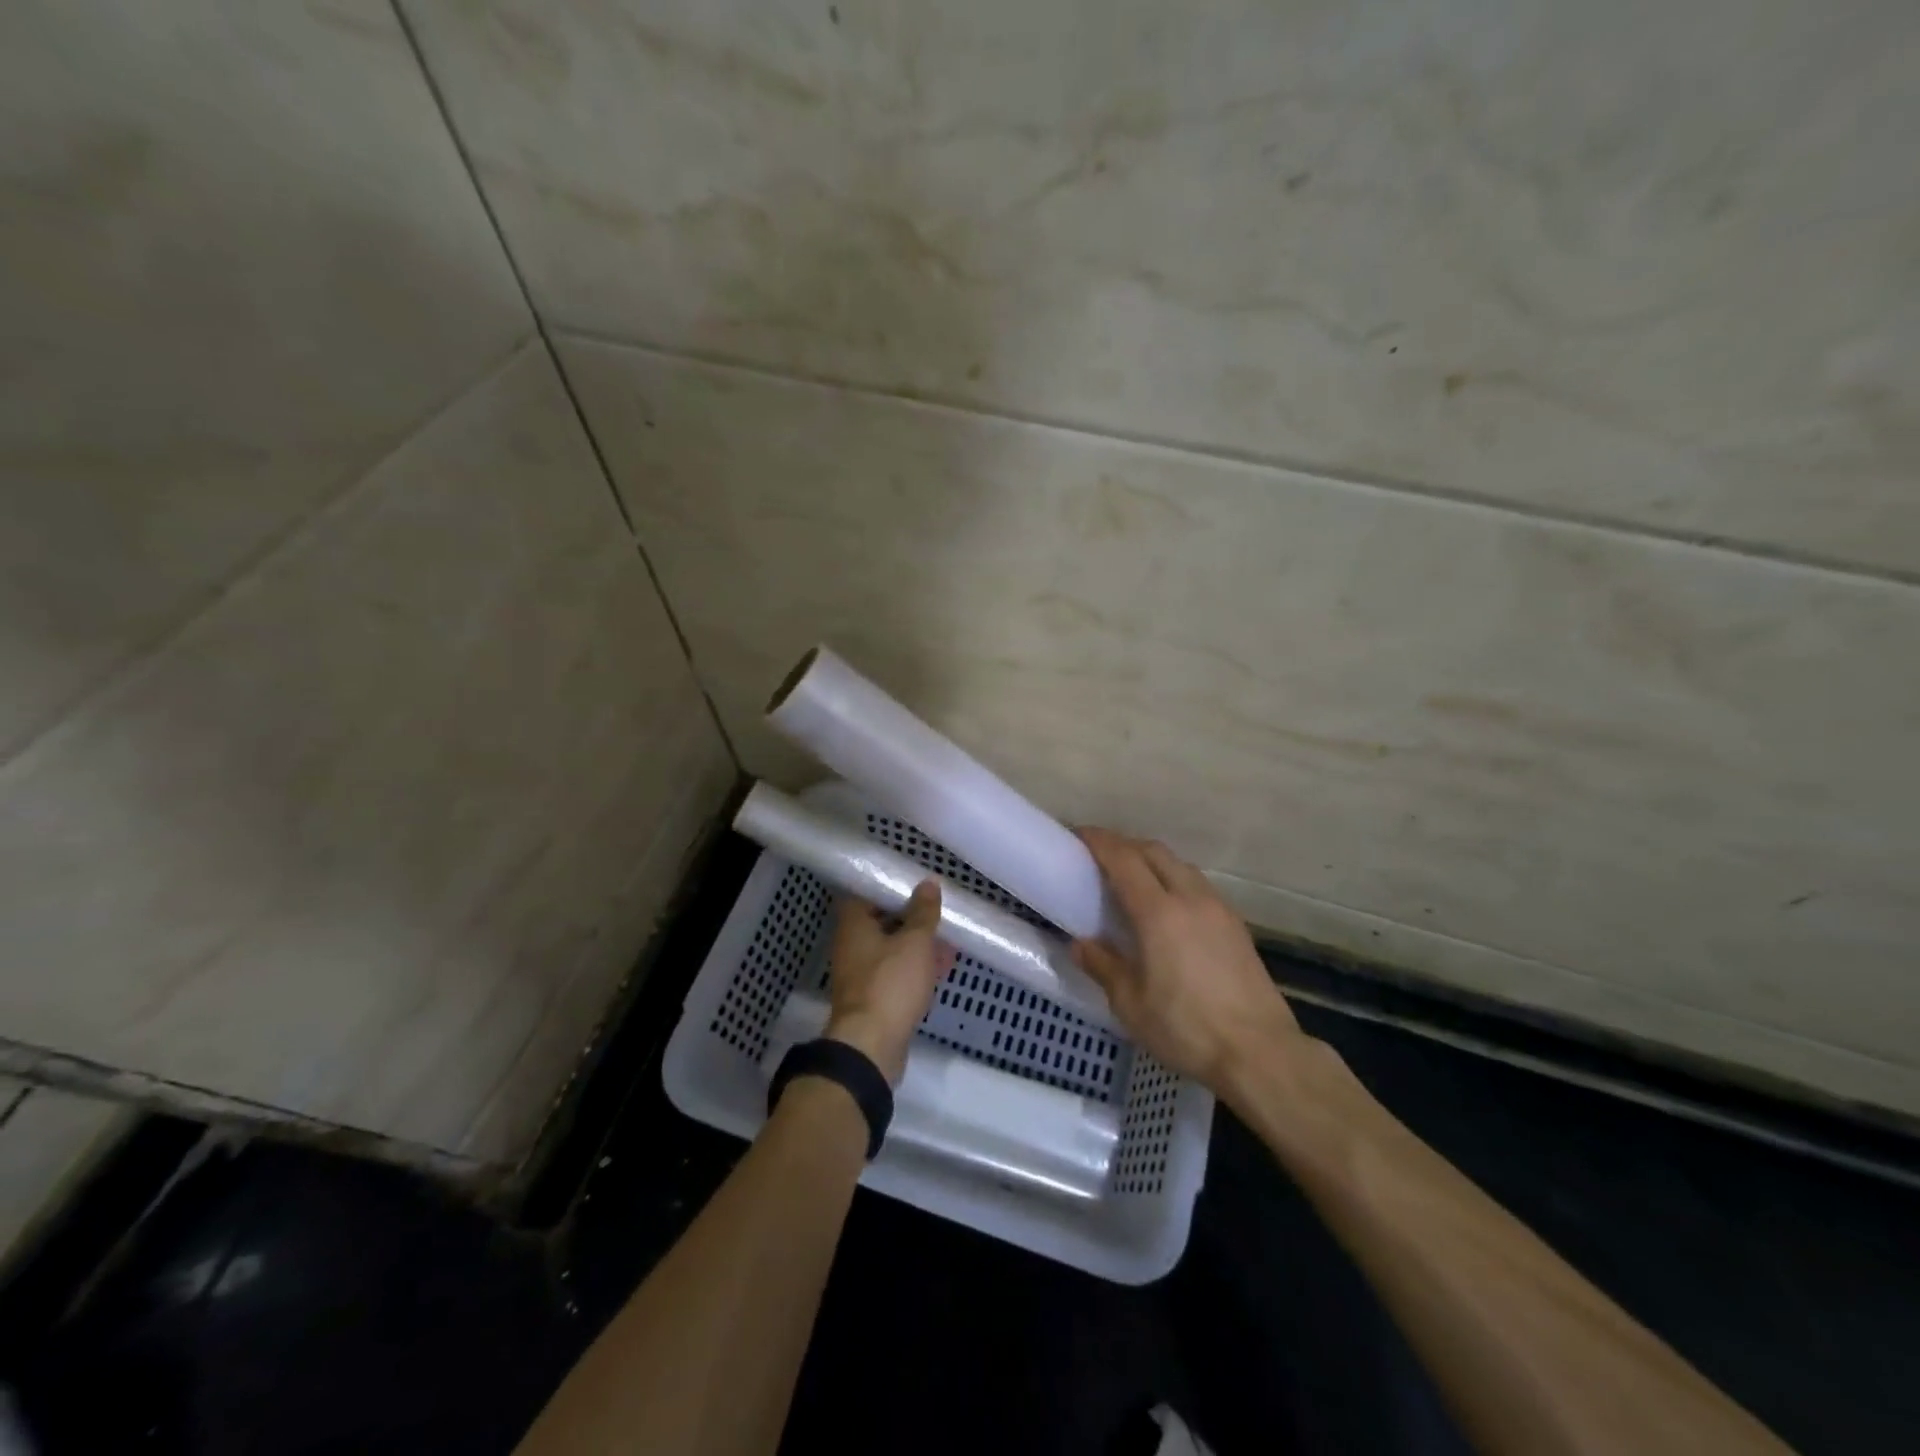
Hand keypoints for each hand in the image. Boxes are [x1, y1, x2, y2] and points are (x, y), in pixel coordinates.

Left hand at [824, 880, 955, 1083]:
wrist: (871, 1046)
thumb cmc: (890, 984)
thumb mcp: (915, 942)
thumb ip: (923, 912)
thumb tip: (928, 883)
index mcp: (854, 925)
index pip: (867, 893)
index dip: (892, 888)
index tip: (917, 886)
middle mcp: (852, 946)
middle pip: (882, 922)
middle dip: (912, 918)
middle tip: (939, 912)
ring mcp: (861, 975)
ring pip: (892, 950)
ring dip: (917, 945)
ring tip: (949, 940)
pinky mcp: (873, 999)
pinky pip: (896, 974)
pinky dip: (916, 968)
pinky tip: (942, 967)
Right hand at [1072, 828, 1305, 1089]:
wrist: (1261, 1053)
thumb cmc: (1187, 1029)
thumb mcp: (1130, 1004)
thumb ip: (1103, 966)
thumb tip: (1080, 944)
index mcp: (1159, 913)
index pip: (1123, 859)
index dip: (1099, 841)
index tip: (1078, 834)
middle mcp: (1190, 898)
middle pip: (1153, 851)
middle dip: (1124, 845)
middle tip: (1100, 856)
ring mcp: (1218, 909)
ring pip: (1180, 865)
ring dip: (1152, 860)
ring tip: (1133, 879)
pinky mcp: (1237, 926)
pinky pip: (1198, 885)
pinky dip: (1175, 880)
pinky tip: (1169, 907)